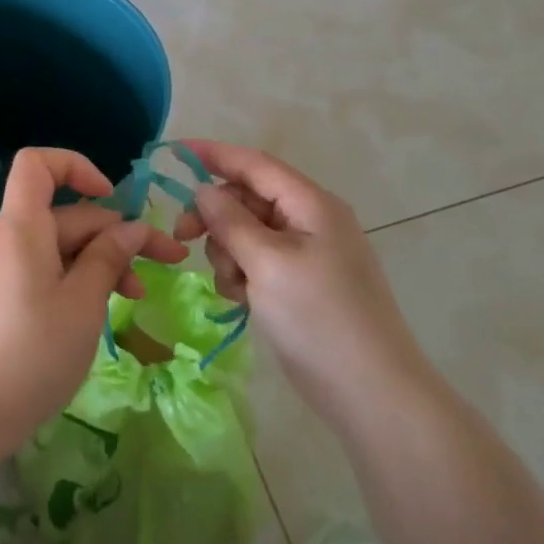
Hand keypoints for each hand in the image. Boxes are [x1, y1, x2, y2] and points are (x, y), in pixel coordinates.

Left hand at [0, 148, 187, 448]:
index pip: (37, 164)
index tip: (112, 196)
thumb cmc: (31, 353)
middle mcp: (2, 236)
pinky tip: (97, 309)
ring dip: (97, 261)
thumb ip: (108, 258)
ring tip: (135, 296)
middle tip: (163, 265)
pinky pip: (38, 269)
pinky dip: (71, 278)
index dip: (76, 166)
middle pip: (62, 214)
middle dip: (113, 234)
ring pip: (55, 246)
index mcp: (20, 226)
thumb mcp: (83, 303)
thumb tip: (130, 228)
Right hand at [176, 140, 428, 428]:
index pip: (256, 164)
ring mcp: (306, 254)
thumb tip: (204, 189)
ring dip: (228, 252)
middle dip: (216, 216)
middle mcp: (309, 221)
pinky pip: (257, 262)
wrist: (369, 391)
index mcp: (311, 204)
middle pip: (248, 199)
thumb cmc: (318, 317)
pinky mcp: (299, 284)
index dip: (216, 154)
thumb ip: (231, 221)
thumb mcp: (267, 263)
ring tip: (234, 286)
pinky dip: (242, 275)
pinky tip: (244, 301)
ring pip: (247, 233)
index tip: (175, 153)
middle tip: (184, 236)